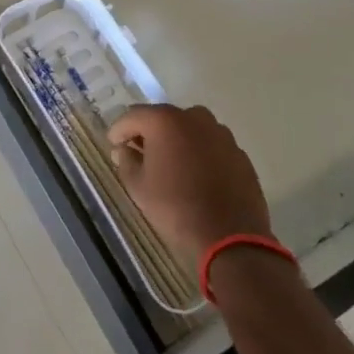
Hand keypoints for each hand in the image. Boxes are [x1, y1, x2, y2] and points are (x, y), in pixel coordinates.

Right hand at [107, 103, 271, 273]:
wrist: (230, 236)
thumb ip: (126, 161)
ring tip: (170, 165)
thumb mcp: (137, 186)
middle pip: (163, 118)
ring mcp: (221, 134)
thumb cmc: (175, 207)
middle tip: (140, 155)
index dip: (119, 131)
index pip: (132, 116)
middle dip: (148, 133)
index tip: (114, 146)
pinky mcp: (239, 153)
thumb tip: (124, 150)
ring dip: (176, 141)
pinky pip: (210, 145)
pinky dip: (199, 153)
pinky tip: (196, 176)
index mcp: (165, 121)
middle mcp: (195, 118)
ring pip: (189, 129)